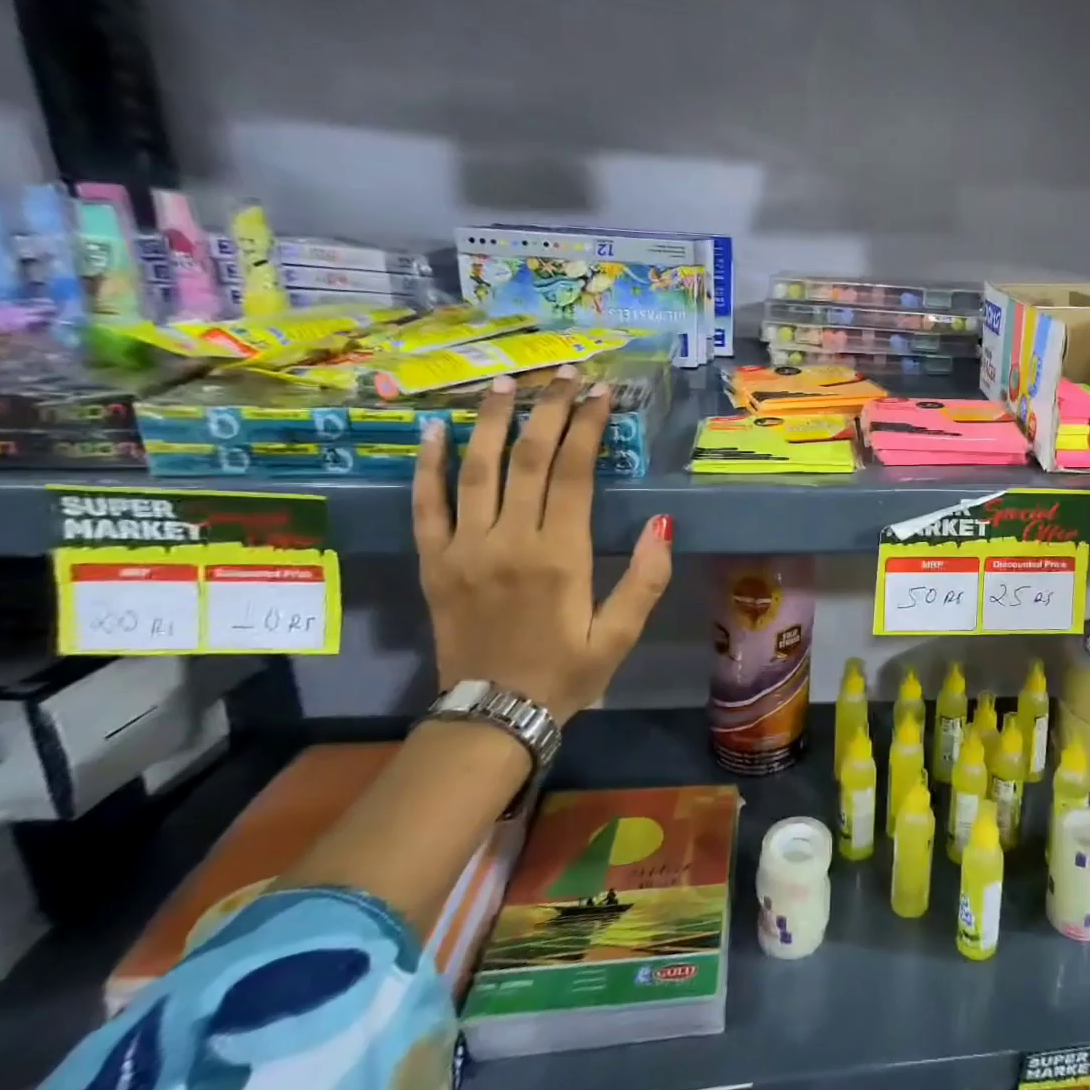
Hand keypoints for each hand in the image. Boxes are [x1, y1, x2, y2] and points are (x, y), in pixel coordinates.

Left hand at [412, 365, 672, 720]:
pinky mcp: (434, 563)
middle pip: (528, 458)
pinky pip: (426, 506)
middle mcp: (509, 541)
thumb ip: (646, 578)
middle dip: (547, 409)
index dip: (586, 427)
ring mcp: (464, 549)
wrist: (492, 715)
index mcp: (560, 556)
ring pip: (477, 470)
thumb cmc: (566, 673)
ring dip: (492, 422)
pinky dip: (428, 466)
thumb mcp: (620, 634)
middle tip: (562, 373)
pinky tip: (434, 431)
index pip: (573, 473)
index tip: (599, 393)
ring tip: (504, 383)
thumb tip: (664, 522)